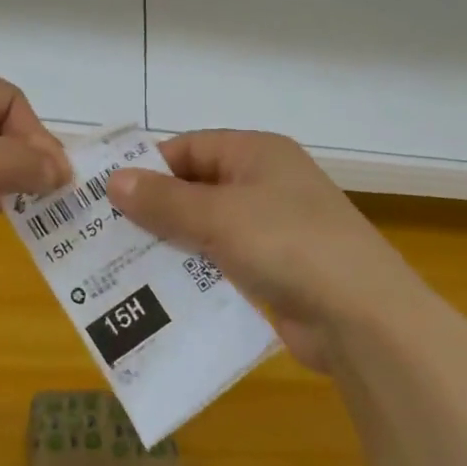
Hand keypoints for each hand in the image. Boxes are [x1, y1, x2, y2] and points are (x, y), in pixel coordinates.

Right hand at [105, 131, 420, 371]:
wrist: (362, 317)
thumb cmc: (288, 244)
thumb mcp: (218, 217)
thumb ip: (165, 201)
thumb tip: (114, 181)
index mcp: (257, 153)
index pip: (190, 148)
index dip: (149, 168)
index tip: (106, 194)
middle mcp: (265, 184)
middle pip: (196, 189)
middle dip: (154, 210)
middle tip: (104, 234)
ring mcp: (272, 229)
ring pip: (207, 228)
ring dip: (171, 244)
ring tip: (120, 265)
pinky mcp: (274, 270)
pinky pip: (222, 262)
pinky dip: (194, 272)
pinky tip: (160, 292)